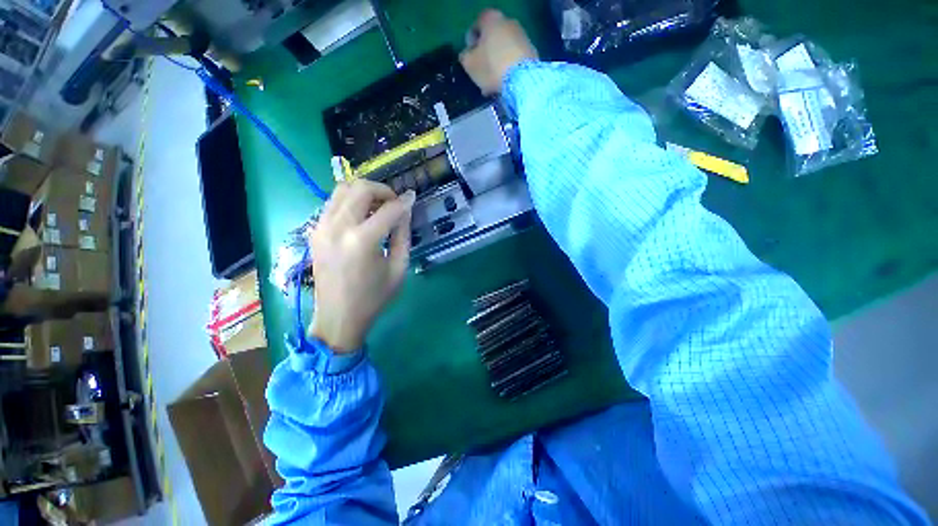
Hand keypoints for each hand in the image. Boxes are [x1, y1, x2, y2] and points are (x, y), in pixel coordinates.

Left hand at [308, 181, 415, 352]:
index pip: (389, 209)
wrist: (338, 317)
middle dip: (383, 190)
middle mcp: (338, 227)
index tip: (413, 198)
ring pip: (342, 190)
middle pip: (361, 188)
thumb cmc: (373, 297)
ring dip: (364, 192)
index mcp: (362, 241)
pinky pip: (333, 203)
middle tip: (395, 203)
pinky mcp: (314, 232)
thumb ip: (403, 235)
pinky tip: (362, 216)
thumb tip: (405, 211)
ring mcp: (321, 227)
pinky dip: (350, 202)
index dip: (404, 202)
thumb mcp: (398, 268)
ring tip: (378, 207)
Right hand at [460, 9, 537, 94]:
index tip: (469, 55)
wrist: (522, 79)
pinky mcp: (532, 52)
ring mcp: (522, 36)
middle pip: (493, 38)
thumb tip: (467, 54)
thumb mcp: (469, 64)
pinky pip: (515, 60)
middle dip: (486, 53)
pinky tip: (503, 84)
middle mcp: (508, 22)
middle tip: (481, 71)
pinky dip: (508, 69)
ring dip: (497, 63)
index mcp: (491, 19)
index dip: (471, 40)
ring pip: (504, 50)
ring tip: (492, 83)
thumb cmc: (491, 67)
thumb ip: (465, 56)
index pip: (477, 24)